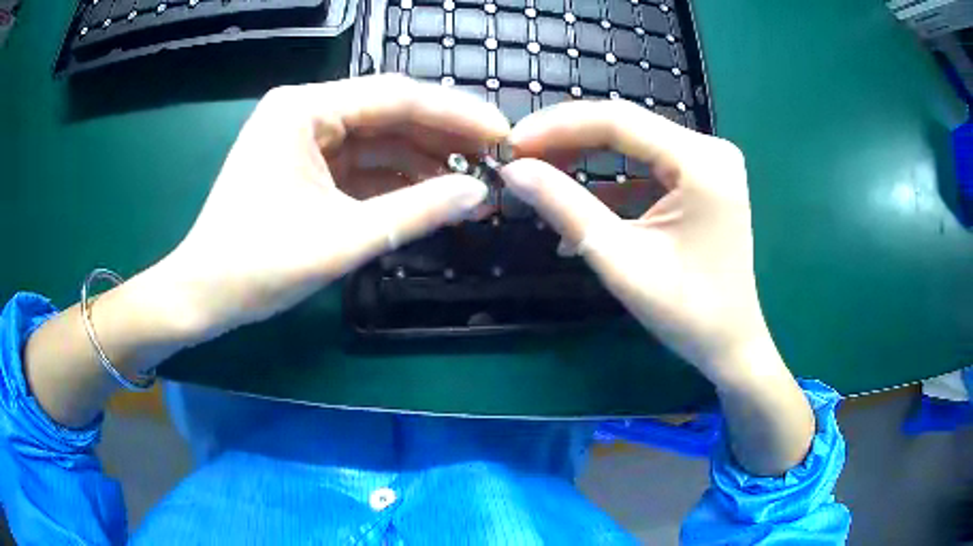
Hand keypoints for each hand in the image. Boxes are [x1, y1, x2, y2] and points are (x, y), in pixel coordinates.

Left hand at [155, 75, 509, 341]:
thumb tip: (479, 194)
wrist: (203, 297)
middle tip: (496, 163)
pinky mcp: (307, 169)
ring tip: (473, 188)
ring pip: (380, 142)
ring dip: (424, 164)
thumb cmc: (256, 265)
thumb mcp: (342, 238)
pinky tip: (433, 198)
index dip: (456, 114)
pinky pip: (362, 167)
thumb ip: (416, 211)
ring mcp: (305, 141)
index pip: (396, 97)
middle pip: (390, 115)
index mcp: (304, 109)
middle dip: (444, 139)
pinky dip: (397, 183)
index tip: (503, 134)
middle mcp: (306, 112)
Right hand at [501, 100, 767, 382]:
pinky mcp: (702, 179)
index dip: (557, 126)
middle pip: (626, 126)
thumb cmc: (685, 312)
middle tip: (520, 159)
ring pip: (632, 143)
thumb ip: (565, 207)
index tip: (511, 143)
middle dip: (568, 140)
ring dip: (585, 159)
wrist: (729, 343)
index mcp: (702, 163)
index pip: (618, 120)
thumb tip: (513, 171)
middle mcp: (710, 149)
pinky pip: (647, 166)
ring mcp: (709, 162)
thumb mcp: (620, 259)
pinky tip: (579, 205)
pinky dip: (611, 182)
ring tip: (541, 177)